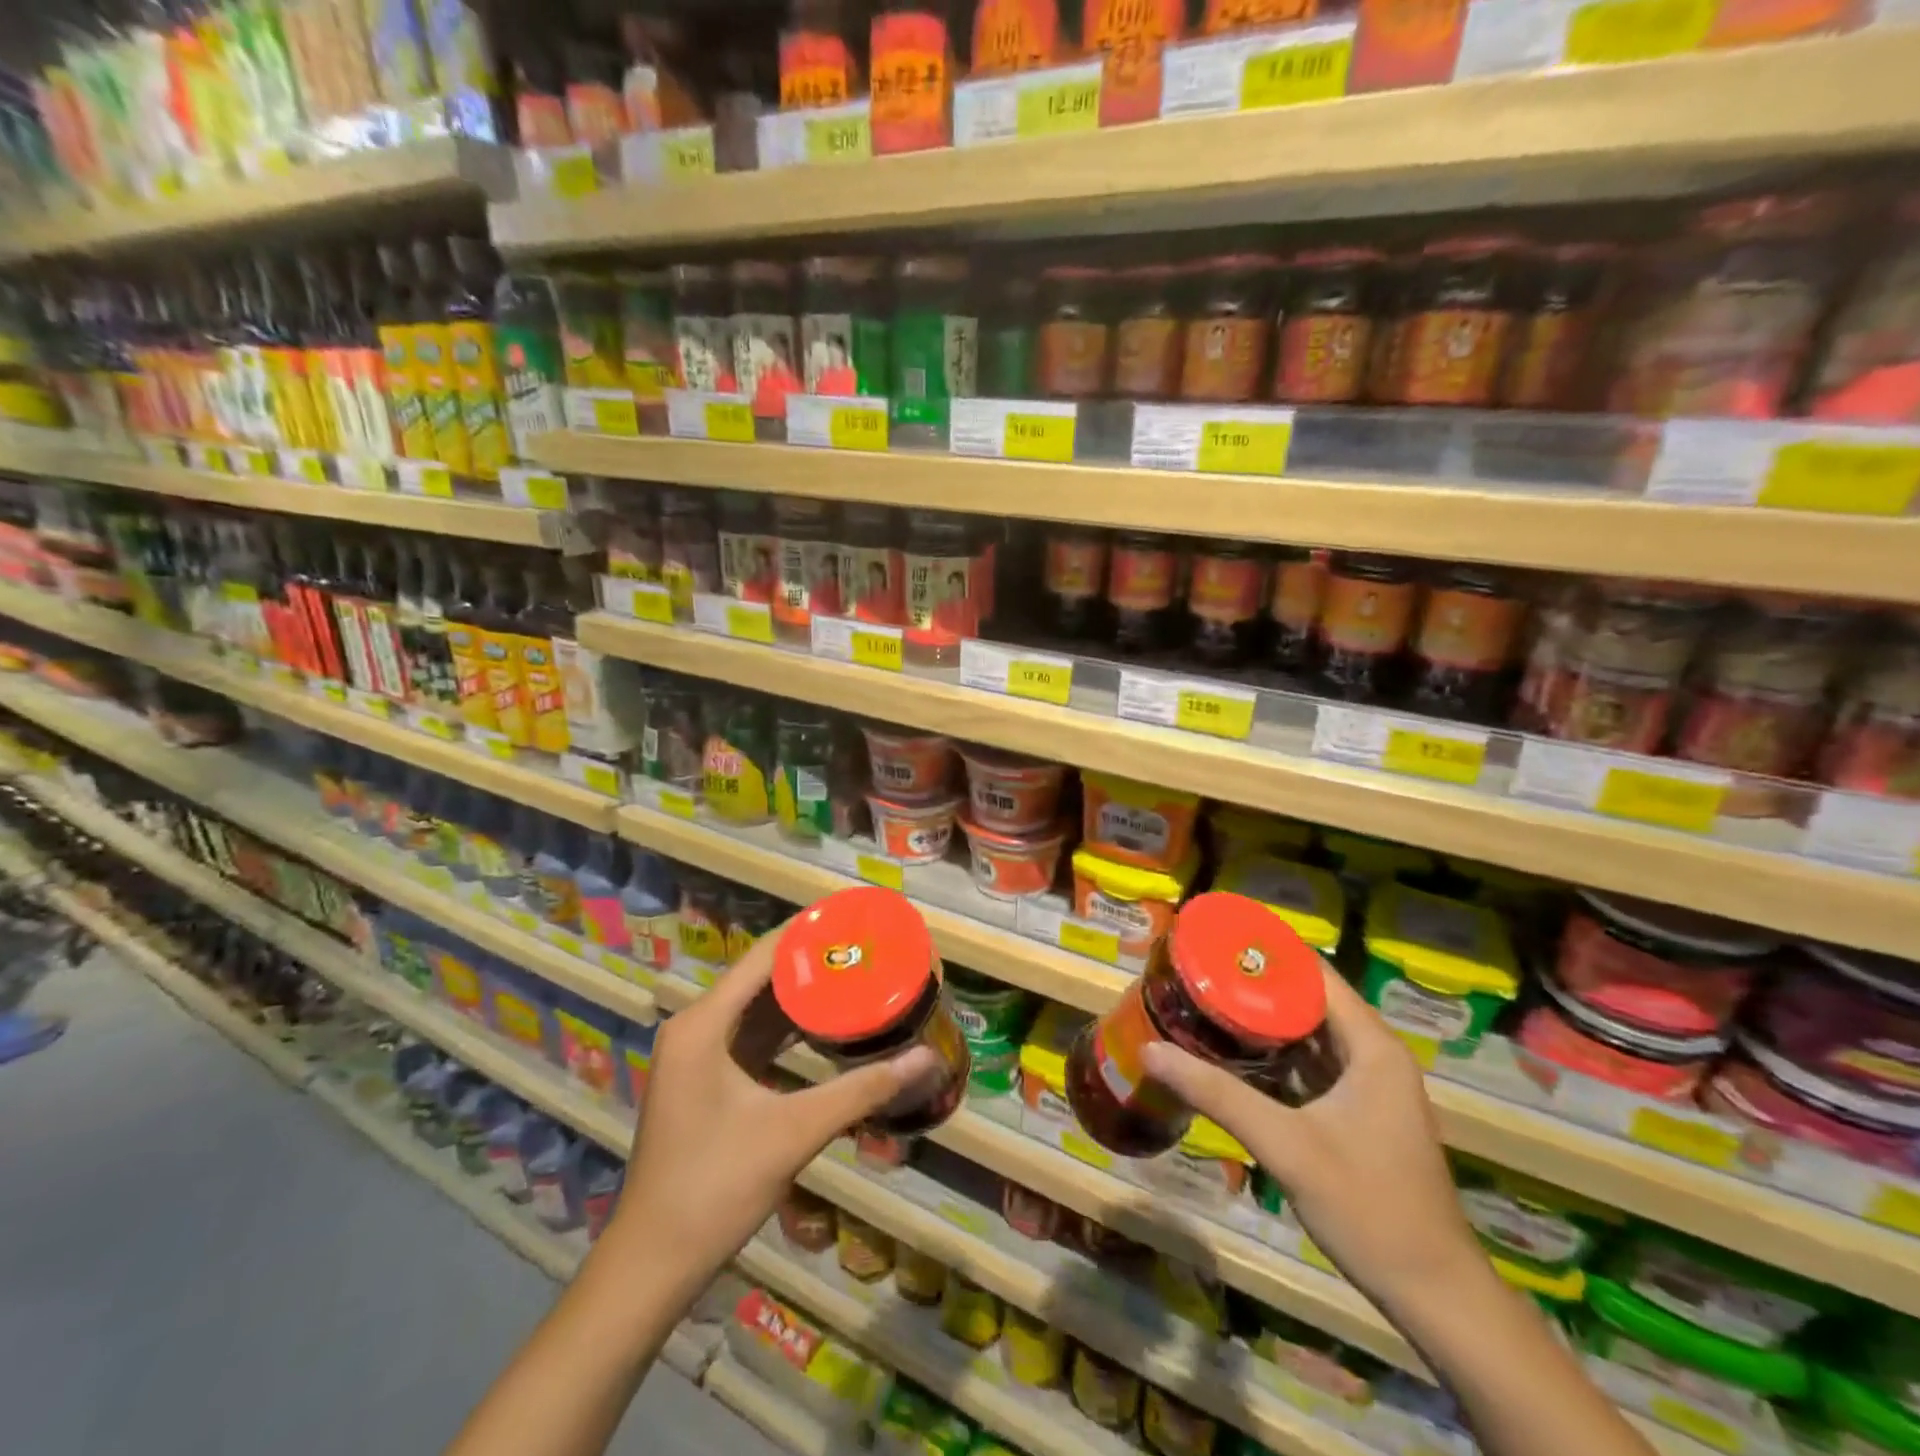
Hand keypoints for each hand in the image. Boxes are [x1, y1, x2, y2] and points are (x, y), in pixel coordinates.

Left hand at [604, 922, 940, 1294]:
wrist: (652, 1264)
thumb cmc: (716, 1187)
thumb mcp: (795, 1131)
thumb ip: (863, 1090)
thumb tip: (925, 1059)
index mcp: (705, 1023)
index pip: (764, 955)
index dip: (810, 932)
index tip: (856, 919)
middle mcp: (696, 1027)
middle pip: (761, 977)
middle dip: (813, 962)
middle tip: (867, 949)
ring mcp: (696, 1055)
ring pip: (757, 1007)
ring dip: (802, 995)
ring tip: (855, 976)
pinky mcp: (704, 1080)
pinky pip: (751, 1036)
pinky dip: (787, 1028)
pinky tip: (826, 1026)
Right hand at [1142, 965, 1483, 1315]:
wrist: (1434, 1295)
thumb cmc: (1369, 1208)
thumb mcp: (1286, 1146)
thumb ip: (1218, 1095)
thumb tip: (1151, 1050)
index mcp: (1371, 1046)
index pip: (1314, 973)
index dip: (1266, 951)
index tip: (1215, 937)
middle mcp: (1373, 1054)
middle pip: (1307, 999)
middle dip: (1253, 984)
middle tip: (1197, 970)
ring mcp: (1368, 1086)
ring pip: (1307, 1034)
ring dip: (1261, 1020)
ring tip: (1206, 1000)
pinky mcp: (1358, 1112)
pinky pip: (1309, 1065)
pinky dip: (1273, 1055)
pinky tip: (1231, 1054)